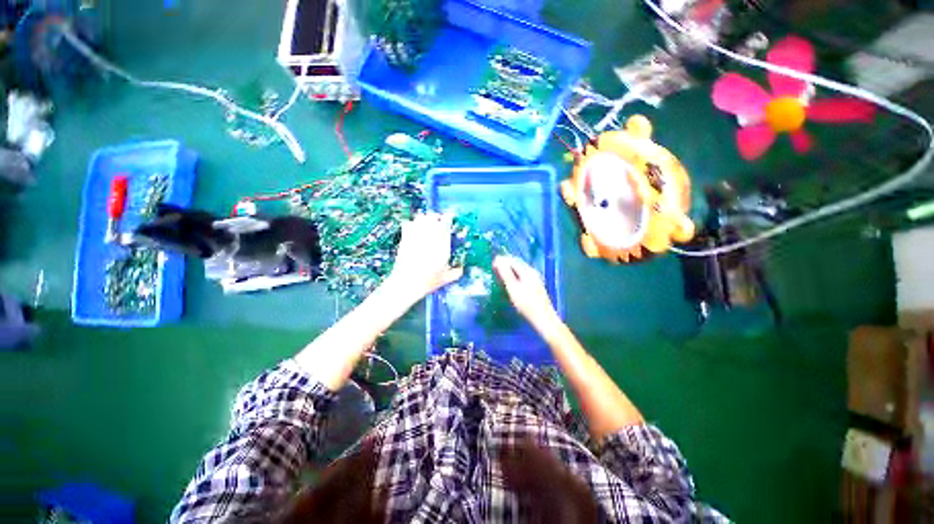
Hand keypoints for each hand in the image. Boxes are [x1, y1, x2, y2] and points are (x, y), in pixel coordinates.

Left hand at [386, 213, 462, 303]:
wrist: (407, 283)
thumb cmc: (428, 281)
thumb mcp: (446, 278)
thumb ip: (456, 272)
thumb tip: (461, 269)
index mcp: (443, 244)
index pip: (446, 222)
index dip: (448, 217)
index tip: (450, 218)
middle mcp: (430, 236)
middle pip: (433, 216)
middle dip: (436, 217)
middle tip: (437, 222)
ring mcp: (416, 236)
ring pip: (421, 217)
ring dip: (424, 219)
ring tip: (426, 225)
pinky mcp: (405, 238)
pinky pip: (408, 223)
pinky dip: (411, 224)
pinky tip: (412, 229)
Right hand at [493, 255, 559, 330]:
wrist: (544, 319)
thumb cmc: (527, 304)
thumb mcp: (513, 288)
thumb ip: (505, 273)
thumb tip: (498, 259)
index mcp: (527, 271)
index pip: (512, 260)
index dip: (501, 261)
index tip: (492, 266)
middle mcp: (532, 272)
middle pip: (516, 264)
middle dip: (505, 265)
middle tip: (494, 271)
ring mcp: (535, 280)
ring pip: (519, 271)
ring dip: (509, 272)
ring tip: (500, 278)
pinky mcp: (535, 287)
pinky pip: (522, 277)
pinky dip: (514, 278)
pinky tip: (510, 285)